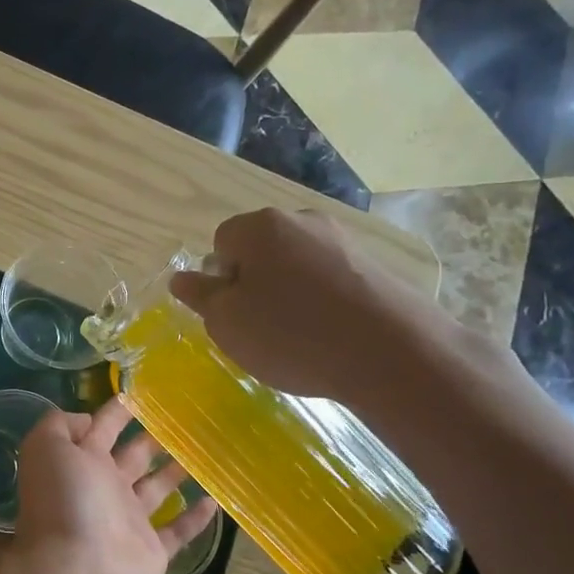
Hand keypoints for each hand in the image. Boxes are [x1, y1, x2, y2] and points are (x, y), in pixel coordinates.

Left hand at [9, 396, 217, 573]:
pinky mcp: (152, 551)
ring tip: (206, 449)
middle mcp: (104, 488)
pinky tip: (216, 497)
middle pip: (132, 457)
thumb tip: (89, 419)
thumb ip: (61, 425)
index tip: (145, 391)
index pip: (100, 428)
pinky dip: (196, 517)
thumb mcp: (47, 447)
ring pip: (157, 489)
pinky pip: (179, 531)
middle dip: (152, 438)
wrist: (75, 572)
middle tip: (185, 418)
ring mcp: (129, 521)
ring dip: (177, 471)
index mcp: (80, 462)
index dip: (118, 410)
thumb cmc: (64, 502)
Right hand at [168, 207, 463, 406]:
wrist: (392, 353)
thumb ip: (201, 296)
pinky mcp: (374, 265)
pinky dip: (321, 302)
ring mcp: (343, 240)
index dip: (220, 279)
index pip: (221, 242)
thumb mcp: (227, 323)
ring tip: (298, 336)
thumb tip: (182, 278)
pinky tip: (330, 334)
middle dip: (254, 283)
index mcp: (259, 227)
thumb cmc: (291, 334)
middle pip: (260, 249)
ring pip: (296, 265)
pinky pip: (329, 279)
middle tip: (259, 327)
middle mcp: (301, 220)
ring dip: (288, 293)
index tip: (232, 313)